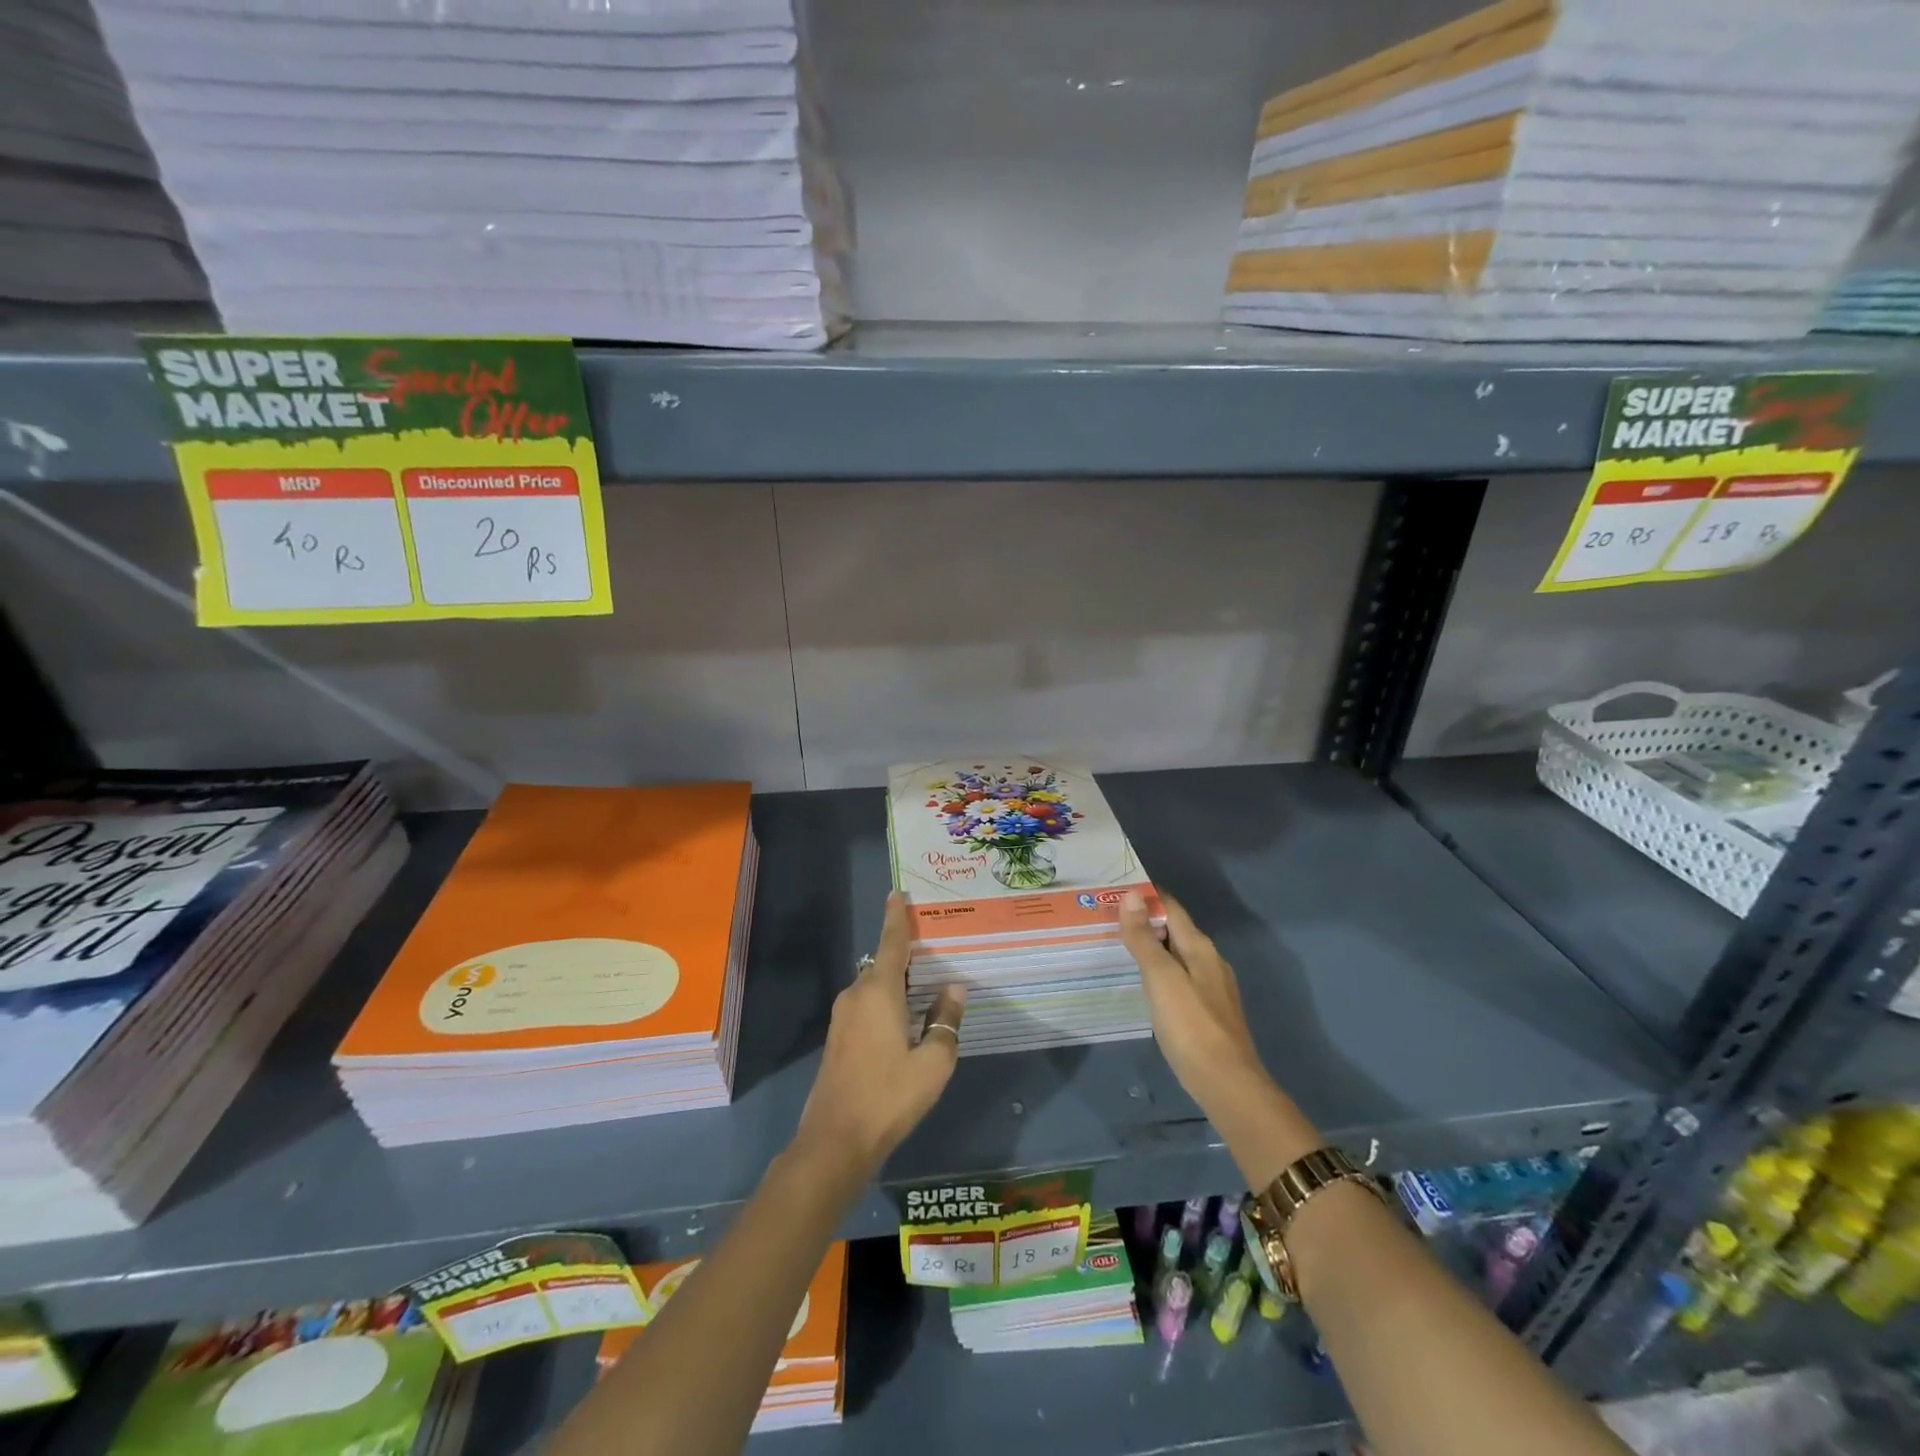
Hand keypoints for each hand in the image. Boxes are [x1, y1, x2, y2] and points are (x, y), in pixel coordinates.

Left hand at [793, 893, 966, 1175]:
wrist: (835, 1141)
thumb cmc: (889, 1097)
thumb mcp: (932, 1063)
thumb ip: (945, 1021)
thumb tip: (954, 989)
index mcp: (878, 992)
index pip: (890, 943)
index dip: (896, 918)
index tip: (896, 893)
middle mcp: (856, 995)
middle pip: (883, 964)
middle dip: (904, 955)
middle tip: (933, 952)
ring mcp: (842, 1018)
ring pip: (874, 987)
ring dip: (896, 983)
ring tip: (924, 988)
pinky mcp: (838, 1039)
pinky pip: (866, 1005)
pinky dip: (886, 1002)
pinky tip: (904, 1021)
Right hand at [1118, 889, 1260, 1107]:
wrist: (1227, 1085)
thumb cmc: (1191, 1026)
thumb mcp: (1161, 978)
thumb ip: (1144, 938)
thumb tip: (1131, 896)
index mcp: (1200, 947)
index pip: (1171, 907)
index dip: (1146, 896)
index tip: (1114, 890)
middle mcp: (1209, 961)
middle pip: (1174, 930)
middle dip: (1145, 921)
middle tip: (1107, 918)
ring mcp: (1211, 988)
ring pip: (1177, 956)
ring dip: (1151, 947)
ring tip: (1119, 947)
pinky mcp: (1207, 1013)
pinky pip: (1179, 978)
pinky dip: (1159, 972)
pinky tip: (1143, 984)